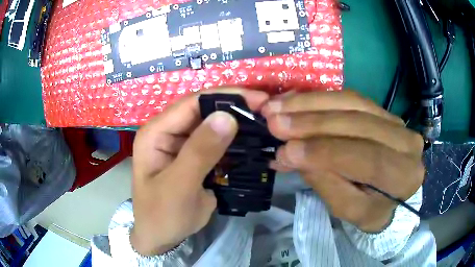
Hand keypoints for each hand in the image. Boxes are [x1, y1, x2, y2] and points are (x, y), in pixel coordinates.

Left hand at [130, 88, 268, 255]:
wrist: (161, 238)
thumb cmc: (162, 215)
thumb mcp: (178, 186)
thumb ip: (200, 152)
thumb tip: (227, 117)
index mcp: (156, 132)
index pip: (192, 103)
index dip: (226, 96)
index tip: (259, 99)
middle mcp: (169, 132)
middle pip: (205, 111)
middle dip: (236, 108)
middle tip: (268, 110)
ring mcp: (183, 145)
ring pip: (214, 126)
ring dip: (238, 124)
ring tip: (266, 122)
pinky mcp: (196, 157)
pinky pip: (218, 143)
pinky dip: (236, 141)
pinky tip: (255, 140)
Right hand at [262, 91, 424, 231]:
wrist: (390, 191)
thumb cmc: (371, 208)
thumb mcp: (349, 209)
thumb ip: (326, 183)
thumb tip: (290, 153)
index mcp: (404, 176)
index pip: (369, 159)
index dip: (328, 152)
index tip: (288, 150)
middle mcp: (406, 141)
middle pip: (360, 123)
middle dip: (314, 122)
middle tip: (275, 121)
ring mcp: (395, 120)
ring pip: (352, 102)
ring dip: (311, 103)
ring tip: (277, 107)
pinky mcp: (381, 109)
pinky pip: (350, 97)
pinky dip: (319, 97)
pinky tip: (294, 99)